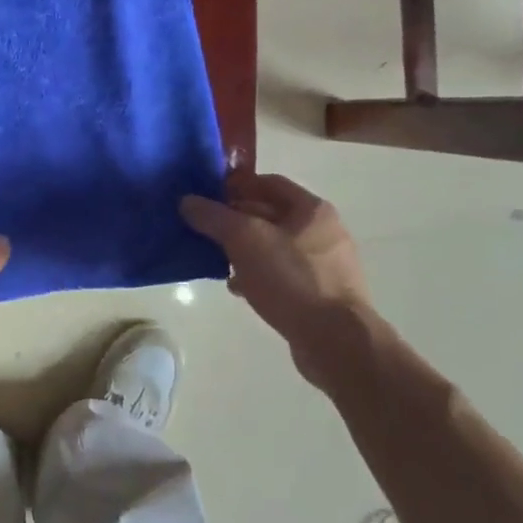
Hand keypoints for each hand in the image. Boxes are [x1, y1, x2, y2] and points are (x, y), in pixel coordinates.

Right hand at [180, 170, 372, 387]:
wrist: (335, 339)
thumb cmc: (291, 279)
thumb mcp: (245, 240)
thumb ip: (214, 217)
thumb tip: (187, 201)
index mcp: (312, 209)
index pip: (267, 182)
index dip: (234, 186)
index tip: (205, 197)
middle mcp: (323, 231)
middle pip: (270, 215)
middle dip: (235, 221)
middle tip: (204, 230)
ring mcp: (324, 264)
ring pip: (274, 247)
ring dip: (244, 251)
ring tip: (217, 262)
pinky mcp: (319, 293)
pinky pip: (282, 275)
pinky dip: (258, 276)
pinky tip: (239, 289)